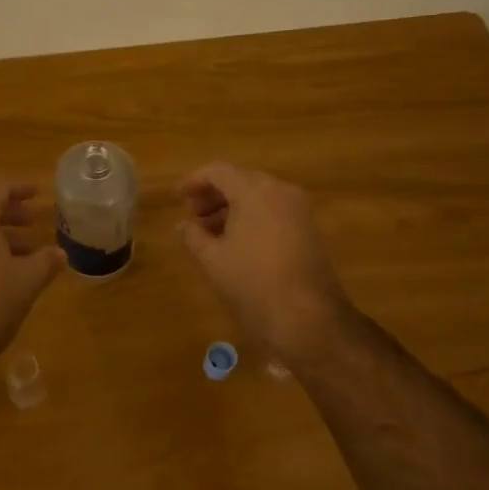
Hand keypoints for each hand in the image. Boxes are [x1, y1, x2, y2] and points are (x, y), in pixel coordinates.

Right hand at [177, 160, 353, 364]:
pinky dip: (253, 218)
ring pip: (259, 196)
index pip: (218, 171)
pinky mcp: (310, 230)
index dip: (194, 181)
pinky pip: (275, 211)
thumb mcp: (213, 261)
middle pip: (241, 180)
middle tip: (194, 216)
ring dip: (233, 208)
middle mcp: (280, 191)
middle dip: (214, 195)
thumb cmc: (253, 284)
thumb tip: (183, 226)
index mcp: (254, 191)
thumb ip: (193, 237)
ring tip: (212, 234)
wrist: (308, 318)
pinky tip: (238, 244)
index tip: (178, 198)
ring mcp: (299, 210)